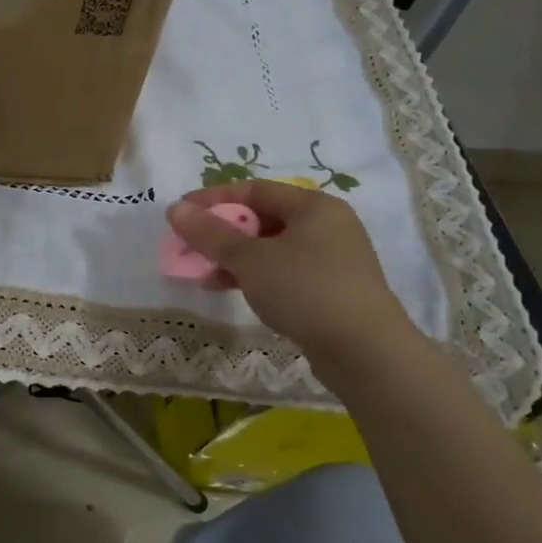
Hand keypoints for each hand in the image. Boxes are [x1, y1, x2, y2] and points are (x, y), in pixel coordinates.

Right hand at [167, 179, 424, 373]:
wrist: (366, 352)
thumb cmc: (305, 290)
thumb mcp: (250, 259)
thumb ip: (210, 234)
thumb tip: (175, 208)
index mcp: (313, 206)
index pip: (254, 189)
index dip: (214, 198)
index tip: (181, 212)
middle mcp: (327, 226)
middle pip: (263, 218)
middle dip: (222, 232)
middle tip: (190, 246)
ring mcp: (332, 260)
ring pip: (271, 249)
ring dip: (234, 258)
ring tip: (203, 274)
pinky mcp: (331, 290)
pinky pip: (284, 272)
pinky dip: (255, 277)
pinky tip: (231, 290)